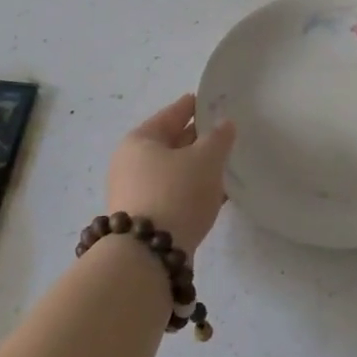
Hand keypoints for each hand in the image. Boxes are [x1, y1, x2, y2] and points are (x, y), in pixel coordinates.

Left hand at [106, 94, 236, 253]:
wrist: (148, 256)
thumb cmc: (176, 193)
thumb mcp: (205, 160)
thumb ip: (219, 138)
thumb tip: (224, 124)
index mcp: (139, 140)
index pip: (171, 114)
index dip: (192, 106)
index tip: (209, 100)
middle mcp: (130, 164)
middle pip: (170, 143)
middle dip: (197, 139)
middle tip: (224, 133)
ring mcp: (135, 193)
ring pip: (173, 171)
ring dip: (197, 168)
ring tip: (225, 164)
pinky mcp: (145, 219)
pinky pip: (174, 194)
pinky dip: (192, 190)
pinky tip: (215, 194)